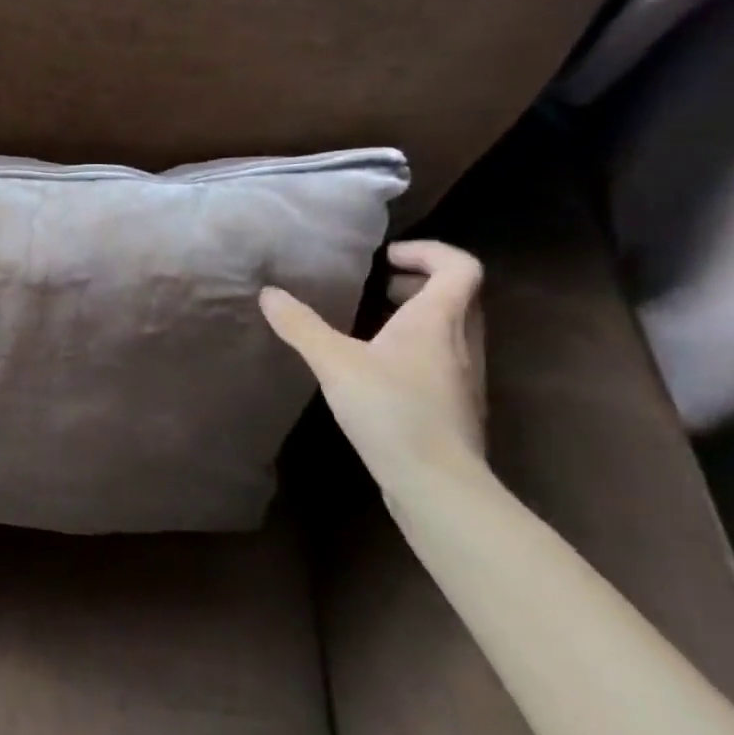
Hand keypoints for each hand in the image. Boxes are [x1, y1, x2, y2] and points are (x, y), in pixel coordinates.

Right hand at [259, 240, 490, 496]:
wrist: (438, 483)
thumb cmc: (391, 410)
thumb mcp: (334, 362)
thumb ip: (300, 325)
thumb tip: (269, 294)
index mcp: (438, 321)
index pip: (460, 267)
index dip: (428, 252)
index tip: (386, 257)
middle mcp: (461, 342)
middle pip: (460, 295)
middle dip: (419, 281)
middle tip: (378, 286)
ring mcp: (464, 376)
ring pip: (453, 328)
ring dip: (419, 315)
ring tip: (373, 323)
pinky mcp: (457, 404)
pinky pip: (444, 357)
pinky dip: (417, 346)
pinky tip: (379, 367)